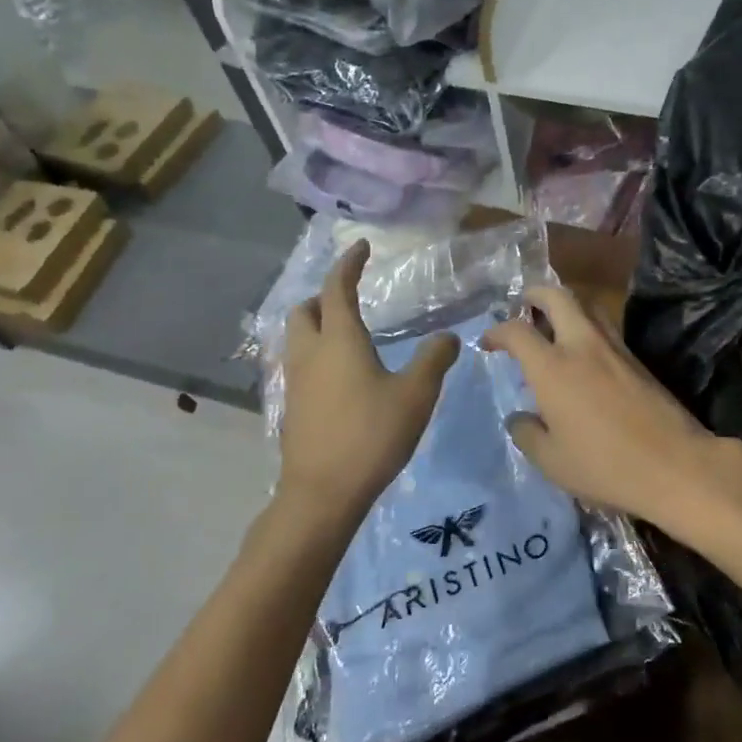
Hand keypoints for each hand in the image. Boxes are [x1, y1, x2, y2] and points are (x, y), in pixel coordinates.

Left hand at [277, 240, 459, 522]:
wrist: (322, 493)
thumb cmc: (371, 435)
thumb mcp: (416, 395)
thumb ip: (434, 359)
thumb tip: (449, 337)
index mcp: (339, 340)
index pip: (337, 288)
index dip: (348, 264)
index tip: (361, 248)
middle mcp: (310, 353)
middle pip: (305, 310)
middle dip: (324, 296)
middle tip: (351, 298)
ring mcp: (296, 381)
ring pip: (297, 337)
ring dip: (316, 325)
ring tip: (347, 334)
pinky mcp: (293, 407)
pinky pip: (299, 364)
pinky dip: (316, 353)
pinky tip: (341, 375)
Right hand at [480, 285, 737, 528]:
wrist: (674, 463)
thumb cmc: (604, 466)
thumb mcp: (551, 461)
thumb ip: (527, 434)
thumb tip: (519, 417)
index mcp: (553, 367)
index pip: (517, 331)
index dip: (496, 331)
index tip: (488, 343)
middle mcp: (582, 345)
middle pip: (557, 296)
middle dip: (535, 294)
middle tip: (523, 306)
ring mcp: (614, 347)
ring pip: (586, 305)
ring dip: (565, 305)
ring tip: (552, 325)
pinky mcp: (636, 358)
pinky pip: (604, 327)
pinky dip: (586, 326)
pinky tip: (582, 353)